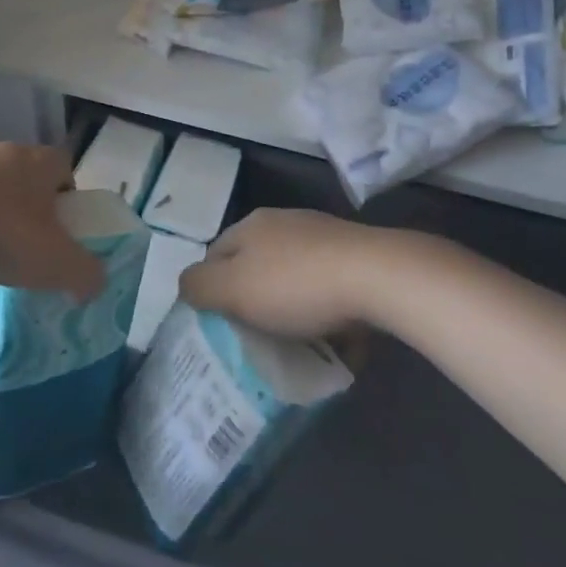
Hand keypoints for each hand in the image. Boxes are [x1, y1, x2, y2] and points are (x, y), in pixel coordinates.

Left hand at [0, 144, 103, 300]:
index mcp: (40, 162)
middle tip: (25, 245)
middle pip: (27, 175)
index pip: (66, 169)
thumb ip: (85, 274)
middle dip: (29, 207)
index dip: (69, 198)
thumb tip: (95, 283)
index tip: (62, 231)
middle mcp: (5, 150)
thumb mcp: (54, 262)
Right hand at [179, 208, 388, 337]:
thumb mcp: (233, 289)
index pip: (215, 254)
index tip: (221, 325)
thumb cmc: (296, 285)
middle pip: (256, 265)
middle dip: (255, 300)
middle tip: (259, 338)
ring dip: (293, 308)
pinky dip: (327, 313)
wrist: (379, 276)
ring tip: (300, 344)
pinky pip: (330, 288)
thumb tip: (186, 285)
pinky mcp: (356, 256)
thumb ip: (199, 286)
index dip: (212, 289)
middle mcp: (283, 222)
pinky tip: (337, 340)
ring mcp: (323, 236)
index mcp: (251, 225)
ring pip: (294, 277)